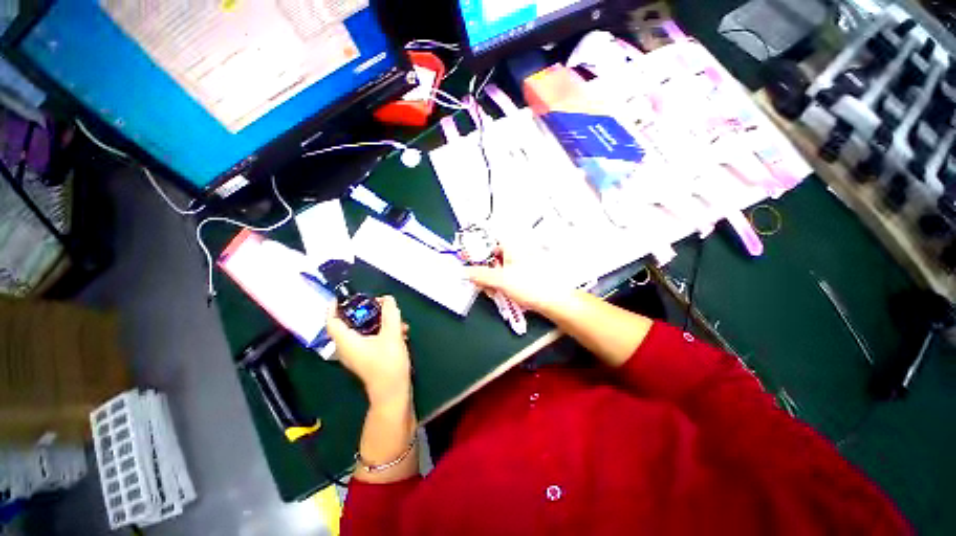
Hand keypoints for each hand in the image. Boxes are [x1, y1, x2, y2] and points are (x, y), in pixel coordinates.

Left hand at [326, 296, 411, 405]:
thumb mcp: (392, 334)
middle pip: (350, 324)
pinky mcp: (368, 359)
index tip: (342, 296)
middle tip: (380, 303)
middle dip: (366, 311)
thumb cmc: (388, 363)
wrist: (393, 392)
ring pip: (364, 331)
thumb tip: (387, 298)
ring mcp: (358, 355)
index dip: (334, 306)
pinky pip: (371, 339)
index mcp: (346, 341)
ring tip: (397, 319)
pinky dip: (383, 332)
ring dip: (380, 322)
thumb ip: (390, 314)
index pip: (332, 320)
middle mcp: (348, 348)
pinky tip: (401, 332)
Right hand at [465, 243, 565, 312]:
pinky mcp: (525, 272)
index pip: (487, 240)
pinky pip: (507, 274)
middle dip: (484, 270)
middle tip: (481, 282)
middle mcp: (516, 249)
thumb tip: (464, 271)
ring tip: (493, 291)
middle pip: (492, 256)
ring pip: (499, 267)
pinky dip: (501, 282)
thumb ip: (479, 275)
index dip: (476, 250)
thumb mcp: (501, 280)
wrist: (555, 300)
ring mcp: (521, 261)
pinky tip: (501, 292)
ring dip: (492, 278)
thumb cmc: (530, 285)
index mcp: (511, 244)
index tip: (467, 261)